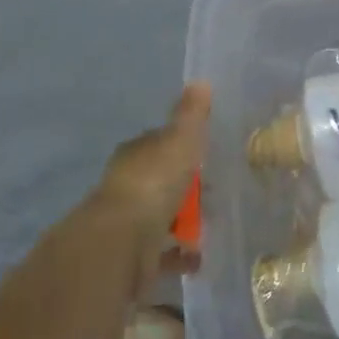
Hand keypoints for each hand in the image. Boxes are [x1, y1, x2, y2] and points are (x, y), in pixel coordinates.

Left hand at [90, 84, 210, 280]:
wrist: (122, 241)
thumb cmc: (153, 182)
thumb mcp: (180, 140)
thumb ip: (191, 115)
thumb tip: (201, 81)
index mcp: (136, 153)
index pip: (160, 143)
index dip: (182, 146)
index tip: (206, 153)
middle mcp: (128, 184)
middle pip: (161, 181)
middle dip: (185, 187)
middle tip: (215, 193)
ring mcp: (129, 221)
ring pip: (161, 216)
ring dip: (183, 222)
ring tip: (212, 225)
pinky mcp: (133, 256)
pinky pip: (163, 252)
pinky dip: (181, 254)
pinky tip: (199, 257)